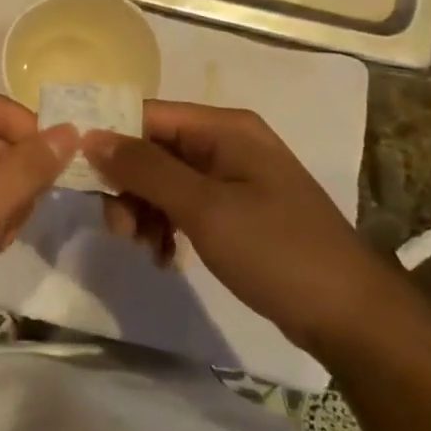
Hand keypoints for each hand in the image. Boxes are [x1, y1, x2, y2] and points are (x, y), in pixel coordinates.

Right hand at [84, 102, 391, 351]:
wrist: (350, 316)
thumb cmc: (276, 250)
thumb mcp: (204, 208)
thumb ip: (145, 169)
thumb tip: (91, 136)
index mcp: (223, 128)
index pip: (148, 115)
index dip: (110, 140)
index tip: (80, 178)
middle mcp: (226, 143)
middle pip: (153, 149)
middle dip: (128, 186)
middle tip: (120, 231)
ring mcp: (232, 177)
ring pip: (164, 180)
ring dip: (144, 211)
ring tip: (145, 250)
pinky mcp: (236, 209)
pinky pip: (184, 204)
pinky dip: (166, 225)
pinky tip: (164, 257)